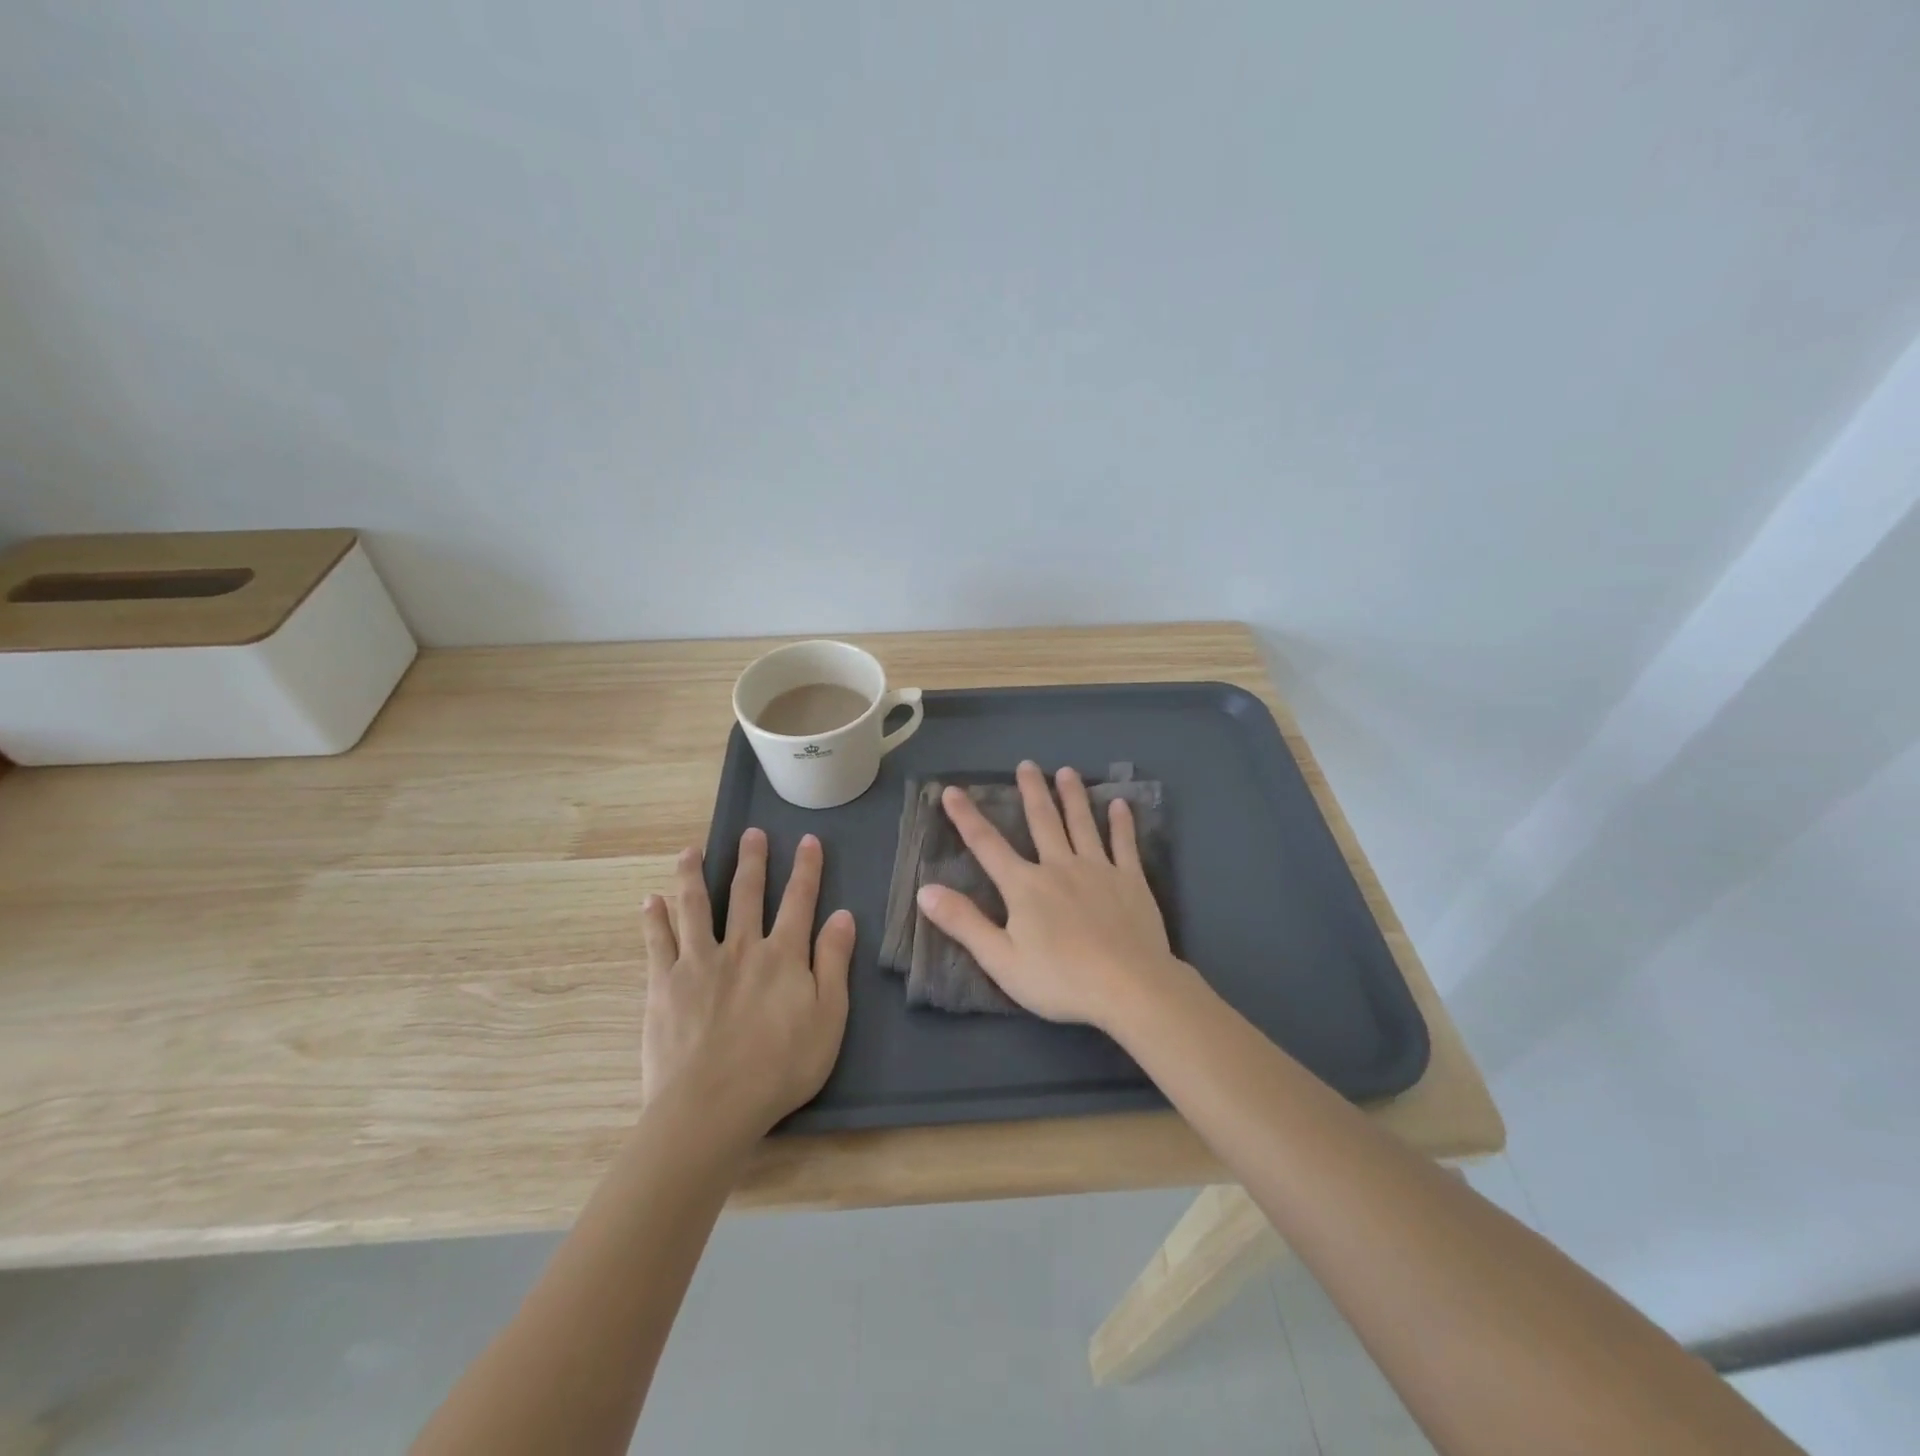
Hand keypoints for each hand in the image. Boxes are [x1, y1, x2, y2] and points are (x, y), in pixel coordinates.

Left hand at [640, 829, 853, 1141]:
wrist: (712, 1106)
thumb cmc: (780, 1067)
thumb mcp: (829, 1018)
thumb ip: (834, 963)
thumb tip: (842, 915)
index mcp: (783, 955)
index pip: (799, 900)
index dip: (806, 868)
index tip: (808, 840)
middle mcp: (741, 946)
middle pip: (746, 893)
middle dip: (752, 860)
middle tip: (751, 832)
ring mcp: (698, 962)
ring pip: (696, 906)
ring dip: (694, 874)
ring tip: (691, 850)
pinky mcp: (664, 984)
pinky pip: (657, 941)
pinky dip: (653, 918)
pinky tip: (649, 899)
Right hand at [915, 761, 1180, 1027]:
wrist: (1129, 987)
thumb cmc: (1060, 979)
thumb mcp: (1000, 959)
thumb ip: (964, 923)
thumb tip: (925, 890)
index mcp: (1025, 886)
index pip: (987, 845)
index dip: (966, 817)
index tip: (952, 790)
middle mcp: (1059, 867)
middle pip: (1042, 821)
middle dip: (1031, 791)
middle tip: (1027, 764)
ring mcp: (1098, 870)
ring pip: (1082, 824)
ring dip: (1073, 796)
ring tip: (1067, 771)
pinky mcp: (1131, 881)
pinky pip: (1124, 845)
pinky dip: (1121, 823)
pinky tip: (1120, 804)